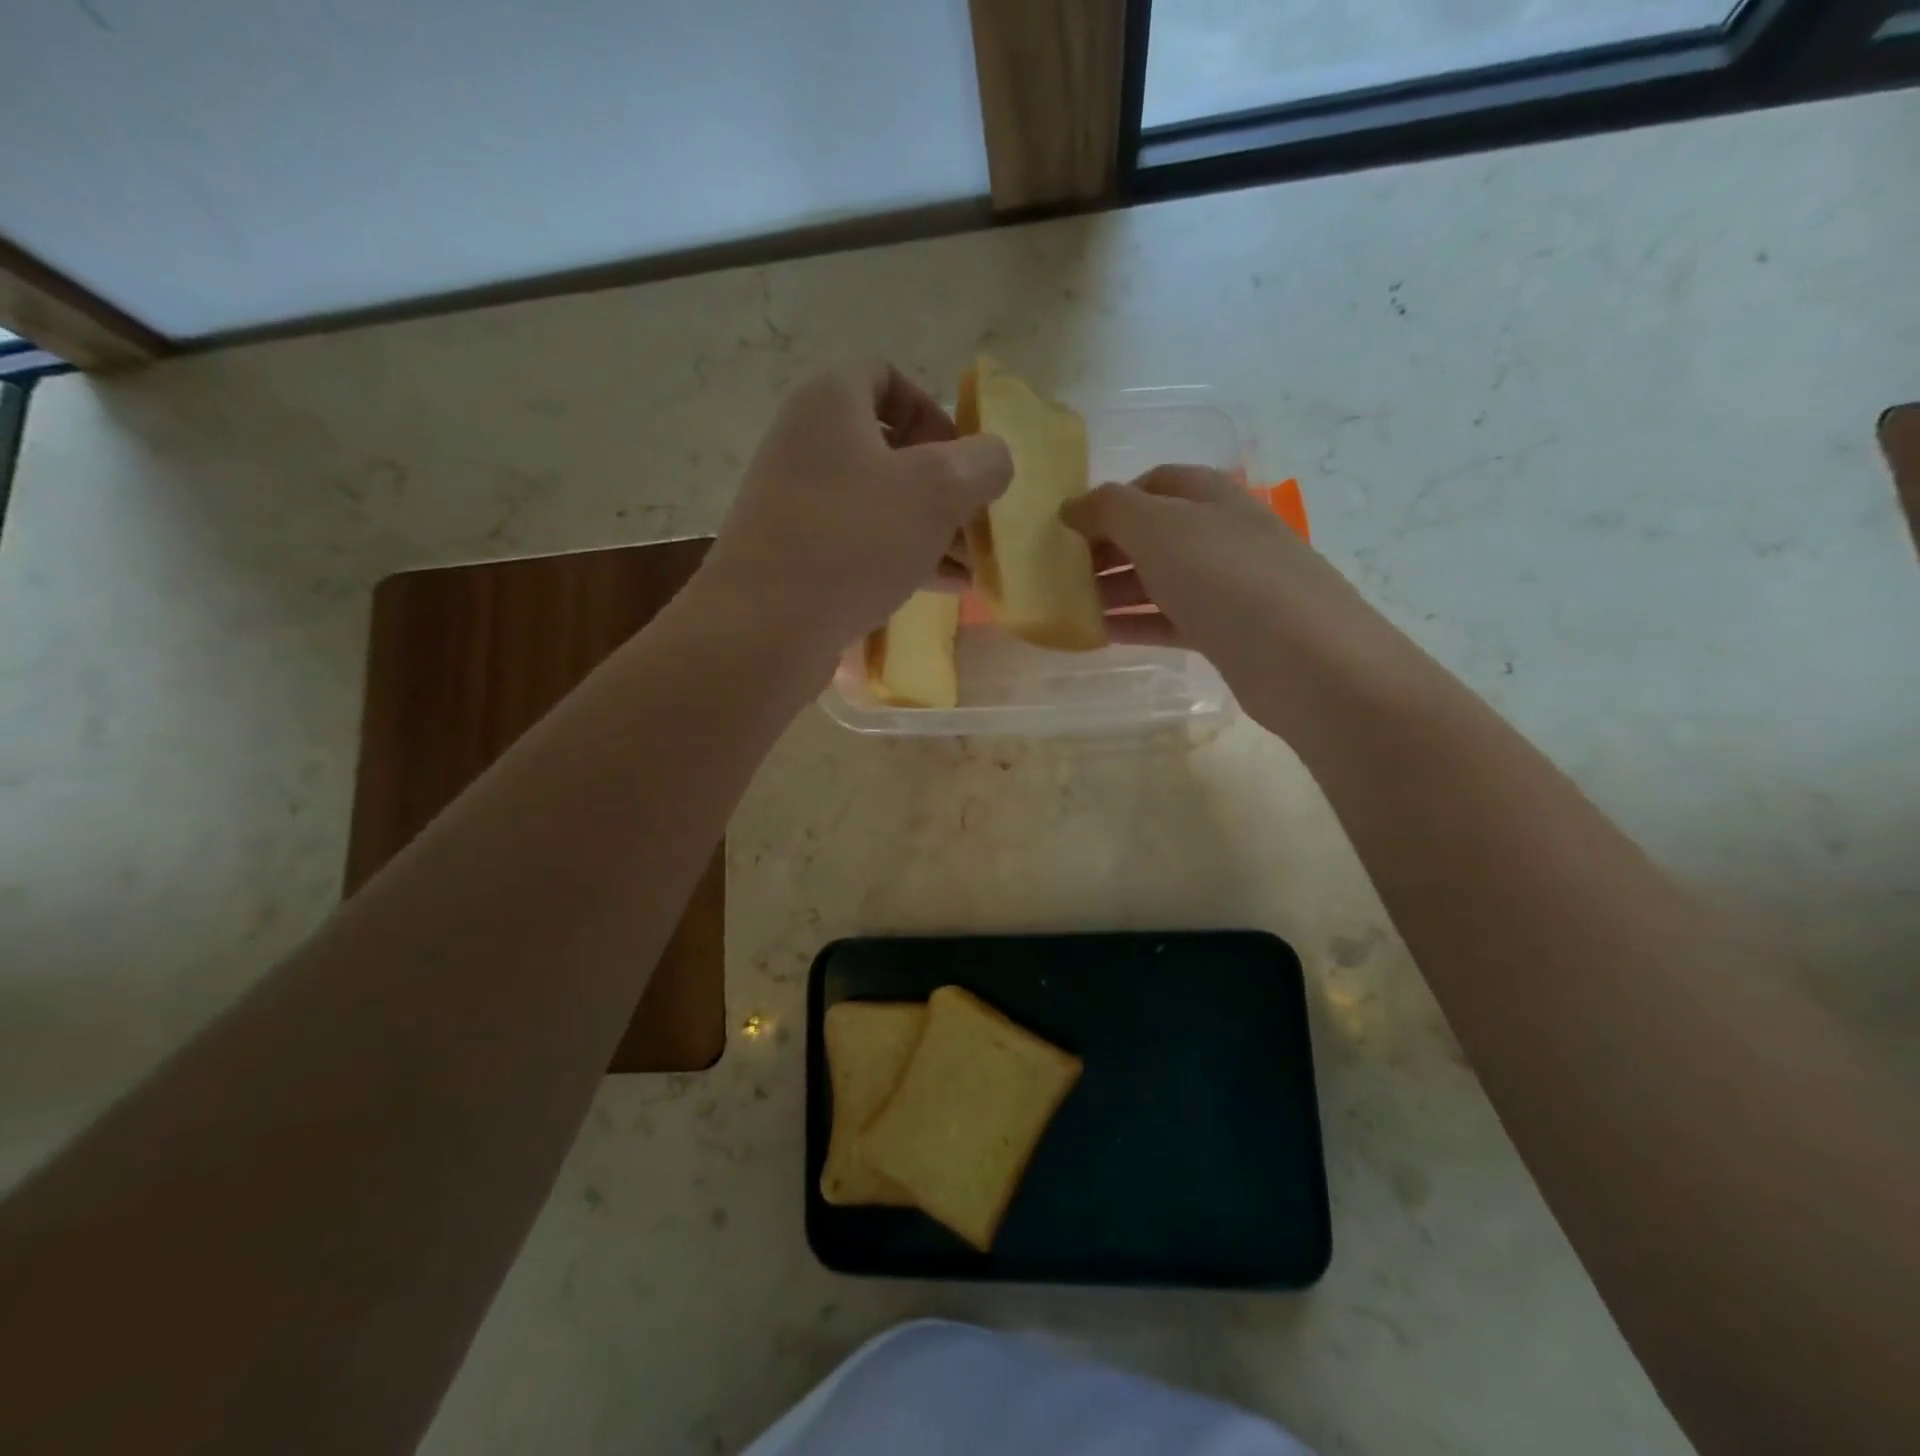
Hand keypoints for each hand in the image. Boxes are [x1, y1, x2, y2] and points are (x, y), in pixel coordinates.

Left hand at [698, 361, 1011, 655]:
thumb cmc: (854, 539)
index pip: (886, 376)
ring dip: (929, 527)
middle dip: (942, 485)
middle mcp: (805, 444)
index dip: (933, 411)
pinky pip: (858, 543)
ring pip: (877, 502)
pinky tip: (943, 587)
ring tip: (971, 564)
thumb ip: (981, 463)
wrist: (765, 628)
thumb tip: (993, 460)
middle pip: (888, 448)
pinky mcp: (794, 555)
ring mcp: (795, 503)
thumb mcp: (938, 490)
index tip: (962, 460)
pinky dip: (901, 557)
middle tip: (976, 522)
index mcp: (830, 403)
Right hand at [1063, 466, 1383, 733]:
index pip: (1154, 483)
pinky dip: (1136, 623)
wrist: (1302, 658)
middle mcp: (1221, 535)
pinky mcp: (1226, 633)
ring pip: (1159, 579)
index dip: (1110, 499)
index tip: (1068, 526)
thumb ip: (1109, 509)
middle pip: (1153, 533)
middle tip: (1059, 572)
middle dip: (1106, 547)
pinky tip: (1100, 634)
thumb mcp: (1158, 527)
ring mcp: (1227, 586)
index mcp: (1211, 496)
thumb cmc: (1225, 577)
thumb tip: (1072, 506)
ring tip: (1069, 605)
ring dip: (1115, 588)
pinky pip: (1170, 620)